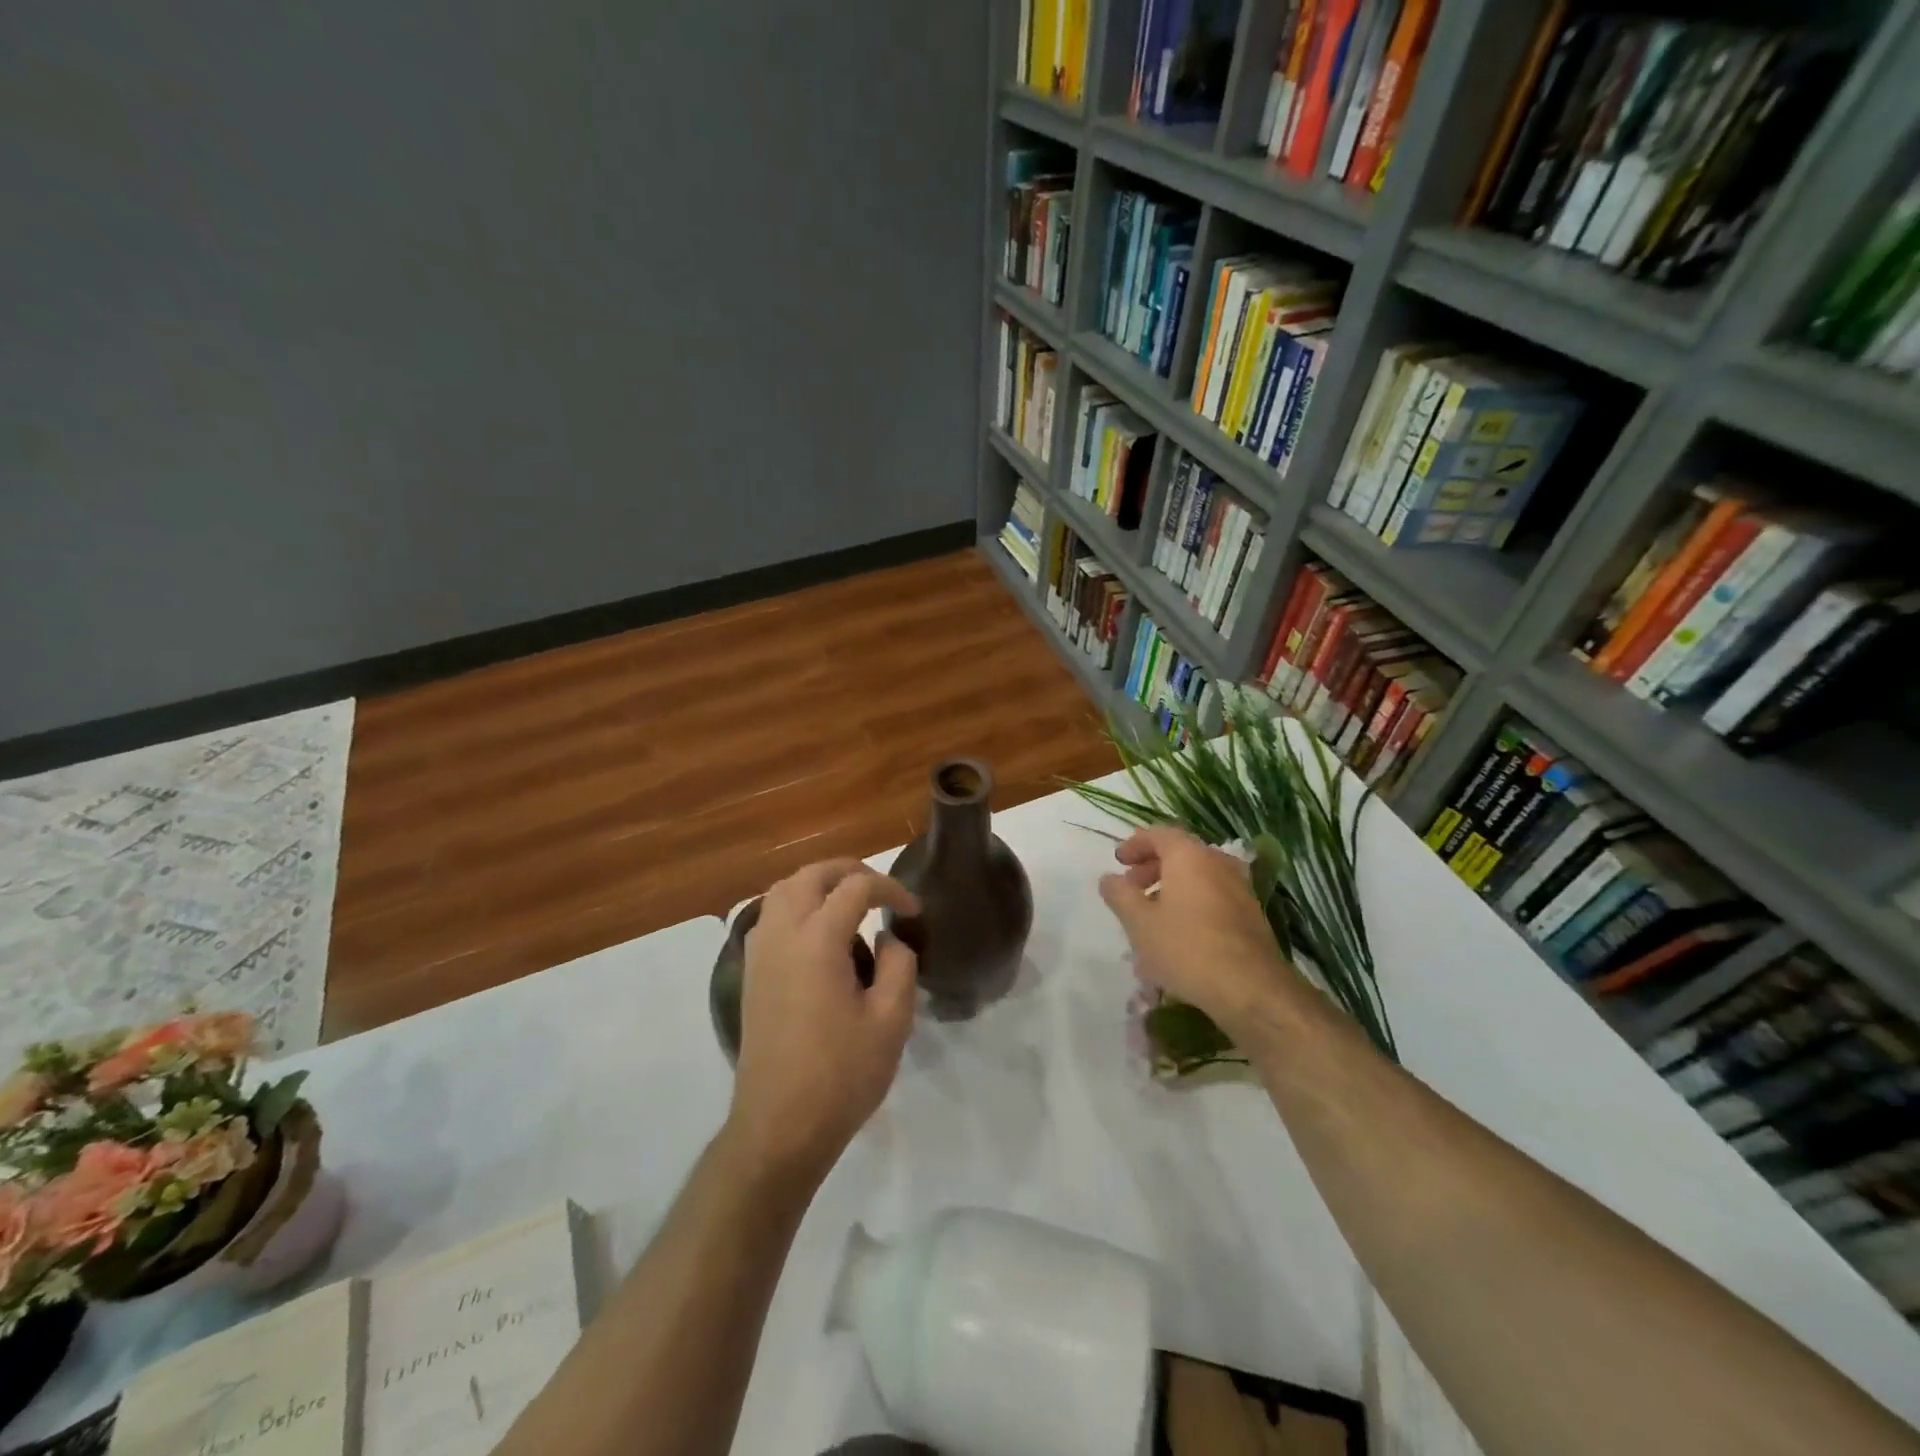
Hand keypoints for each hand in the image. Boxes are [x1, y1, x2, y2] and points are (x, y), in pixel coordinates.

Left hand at [727, 860, 919, 1185]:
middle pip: (812, 874)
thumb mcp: (892, 1020)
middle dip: (850, 871)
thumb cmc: (841, 1074)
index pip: (856, 887)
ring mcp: (759, 952)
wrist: (779, 1126)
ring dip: (818, 884)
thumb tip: (888, 938)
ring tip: (850, 904)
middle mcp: (782, 933)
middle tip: (881, 891)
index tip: (913, 912)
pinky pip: (770, 915)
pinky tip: (819, 934)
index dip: (891, 889)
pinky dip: (796, 905)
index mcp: (817, 940)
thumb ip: (899, 964)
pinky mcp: (750, 972)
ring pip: (784, 889)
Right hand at [1099, 825, 1300, 1039]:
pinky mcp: (1250, 914)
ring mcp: (1239, 888)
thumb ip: (1120, 895)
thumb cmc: (1185, 948)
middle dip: (1151, 867)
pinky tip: (1178, 933)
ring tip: (1151, 914)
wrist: (1250, 988)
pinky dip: (1191, 903)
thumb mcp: (1139, 922)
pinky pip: (1213, 896)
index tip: (1118, 861)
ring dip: (1171, 887)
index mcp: (1189, 856)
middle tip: (1131, 888)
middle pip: (1180, 853)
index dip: (1135, 844)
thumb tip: (1108, 878)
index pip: (1159, 834)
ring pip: (1198, 876)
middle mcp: (1218, 863)